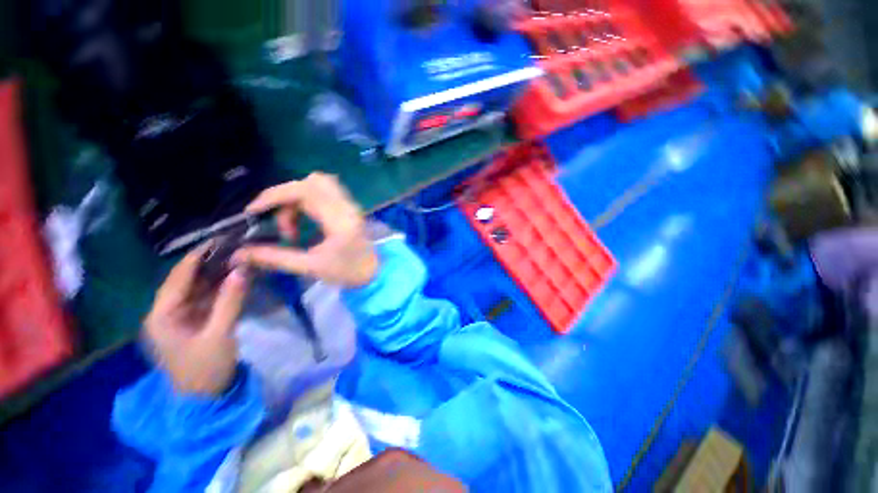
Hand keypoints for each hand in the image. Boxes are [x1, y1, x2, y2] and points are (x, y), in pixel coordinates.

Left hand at [144, 243, 250, 395]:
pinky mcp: (193, 322)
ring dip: (217, 274)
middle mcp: (166, 312)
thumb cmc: (206, 368)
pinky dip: (221, 287)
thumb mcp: (220, 334)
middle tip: (235, 247)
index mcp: (162, 315)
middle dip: (210, 263)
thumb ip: (230, 300)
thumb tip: (242, 269)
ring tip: (238, 257)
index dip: (198, 256)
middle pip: (186, 280)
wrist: (206, 398)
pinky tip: (236, 278)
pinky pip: (206, 298)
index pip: (179, 277)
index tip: (220, 239)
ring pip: (197, 288)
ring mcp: (179, 317)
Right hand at [233, 173, 378, 286]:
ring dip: (298, 197)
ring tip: (292, 224)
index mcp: (339, 219)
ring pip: (320, 184)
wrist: (375, 273)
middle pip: (312, 182)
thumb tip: (240, 253)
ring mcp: (351, 205)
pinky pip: (327, 191)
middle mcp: (347, 206)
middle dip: (286, 196)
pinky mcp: (350, 208)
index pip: (305, 191)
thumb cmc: (347, 273)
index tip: (254, 211)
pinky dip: (309, 199)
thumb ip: (275, 258)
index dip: (274, 195)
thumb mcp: (311, 267)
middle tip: (276, 221)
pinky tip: (304, 220)